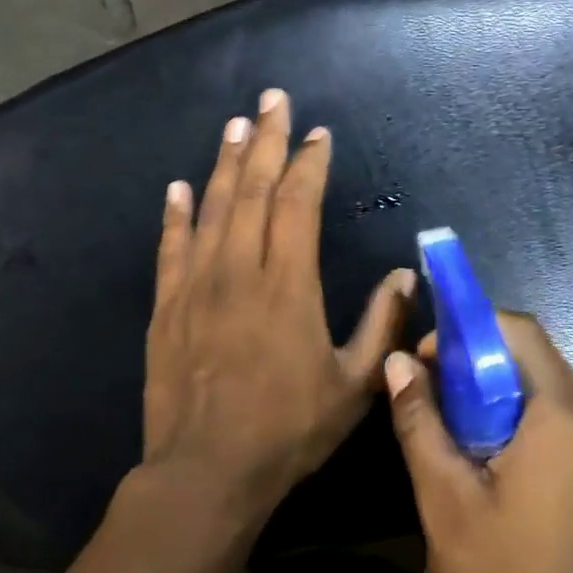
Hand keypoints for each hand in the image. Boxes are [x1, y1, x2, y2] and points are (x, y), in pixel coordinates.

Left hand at [143, 88, 415, 521]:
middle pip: (254, 190)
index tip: (318, 133)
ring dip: (226, 162)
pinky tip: (179, 186)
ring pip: (212, 208)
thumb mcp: (355, 385)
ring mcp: (197, 286)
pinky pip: (170, 248)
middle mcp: (240, 270)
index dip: (310, 163)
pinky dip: (175, 214)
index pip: (298, 203)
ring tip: (236, 124)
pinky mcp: (166, 308)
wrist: (205, 474)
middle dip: (267, 139)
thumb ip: (382, 325)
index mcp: (288, 284)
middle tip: (273, 98)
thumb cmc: (288, 431)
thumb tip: (405, 275)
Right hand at [385, 314, 572, 572]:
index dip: (470, 330)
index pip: (520, 331)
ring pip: (548, 389)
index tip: (429, 358)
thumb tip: (398, 362)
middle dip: (480, 362)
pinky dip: (523, 418)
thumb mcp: (445, 499)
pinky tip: (491, 455)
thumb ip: (420, 421)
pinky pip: (562, 420)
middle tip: (434, 390)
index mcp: (564, 416)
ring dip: (499, 392)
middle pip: (536, 358)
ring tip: (454, 424)